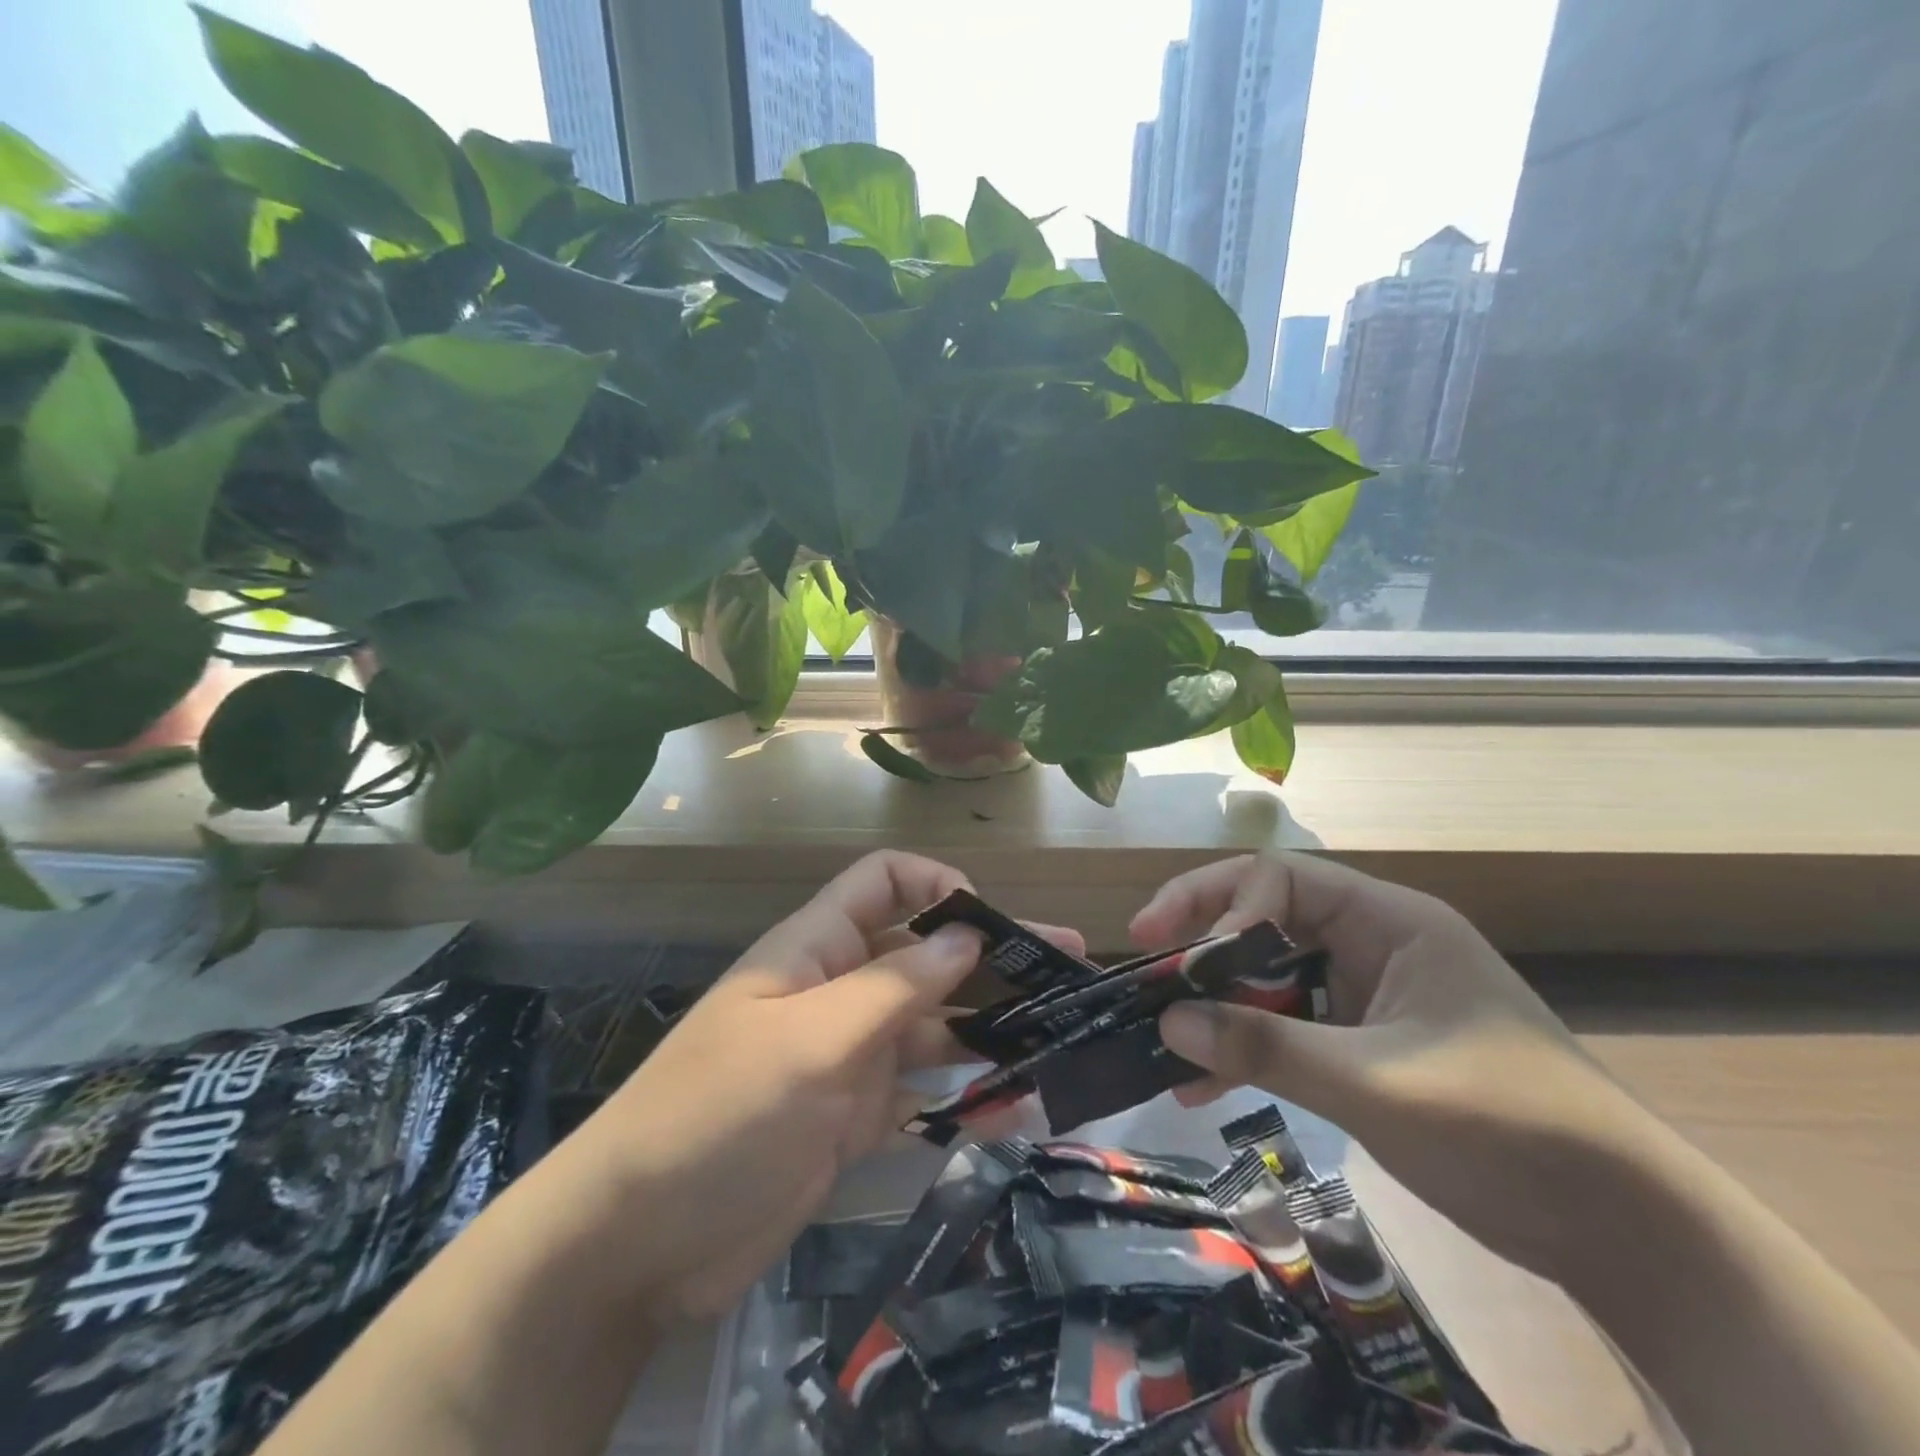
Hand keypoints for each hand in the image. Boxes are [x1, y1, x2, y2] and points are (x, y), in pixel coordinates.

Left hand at [570, 851, 1081, 1321]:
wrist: (639, 1243)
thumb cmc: (718, 1115)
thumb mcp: (811, 1040)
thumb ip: (893, 986)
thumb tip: (966, 934)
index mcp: (817, 947)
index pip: (884, 881)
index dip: (936, 884)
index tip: (987, 922)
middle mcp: (840, 989)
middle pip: (923, 952)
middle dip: (990, 953)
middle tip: (1067, 963)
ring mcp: (850, 1054)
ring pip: (931, 1022)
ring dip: (988, 1024)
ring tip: (1060, 1033)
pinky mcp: (856, 1115)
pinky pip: (923, 1090)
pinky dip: (965, 1093)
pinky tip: (1018, 1104)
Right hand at [1139, 852, 1662, 1280]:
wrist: (1625, 1233)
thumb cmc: (1509, 1128)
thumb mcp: (1375, 1084)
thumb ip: (1267, 1047)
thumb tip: (1168, 1022)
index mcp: (1389, 923)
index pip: (1281, 880)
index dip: (1221, 906)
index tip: (1175, 954)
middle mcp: (1374, 946)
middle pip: (1267, 922)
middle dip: (1206, 949)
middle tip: (1147, 970)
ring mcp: (1368, 998)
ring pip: (1271, 980)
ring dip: (1219, 1008)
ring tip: (1160, 1040)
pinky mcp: (1365, 1048)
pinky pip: (1288, 1030)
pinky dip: (1247, 1050)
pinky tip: (1201, 1087)